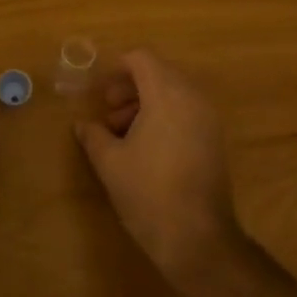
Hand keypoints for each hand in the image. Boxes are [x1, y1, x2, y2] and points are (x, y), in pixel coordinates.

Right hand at [75, 50, 243, 290]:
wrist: (197, 238)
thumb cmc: (148, 192)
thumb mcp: (109, 162)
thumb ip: (93, 135)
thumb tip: (82, 124)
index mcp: (167, 94)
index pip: (142, 58)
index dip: (117, 69)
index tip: (100, 93)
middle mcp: (192, 98)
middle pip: (159, 73)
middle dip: (130, 88)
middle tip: (108, 112)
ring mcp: (208, 119)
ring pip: (174, 93)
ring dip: (146, 103)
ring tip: (122, 133)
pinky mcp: (215, 140)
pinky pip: (186, 112)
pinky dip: (164, 116)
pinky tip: (145, 147)